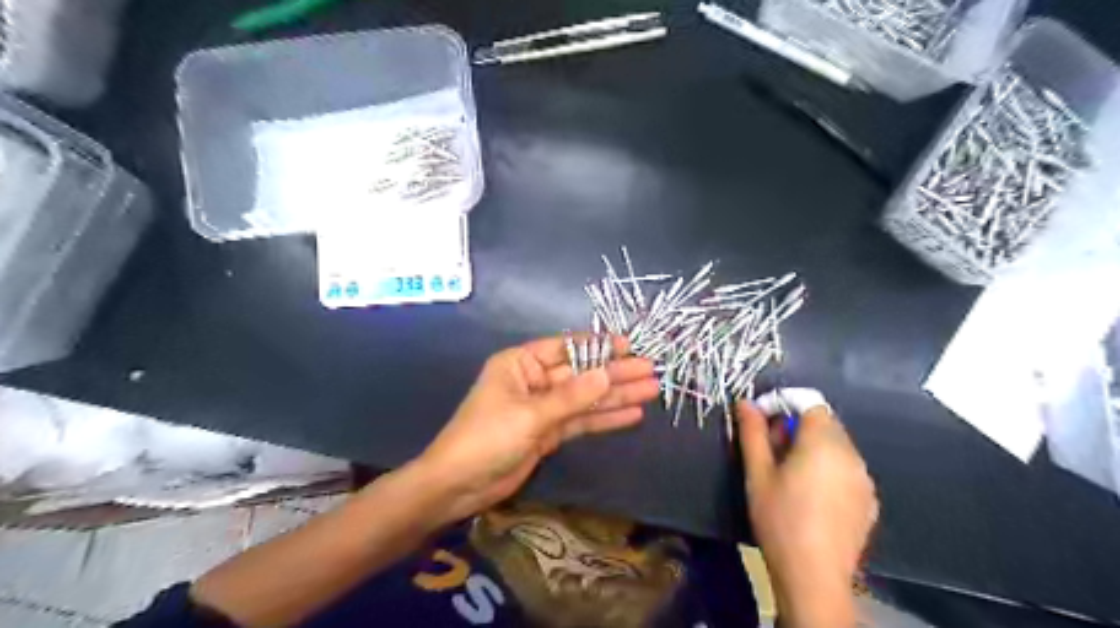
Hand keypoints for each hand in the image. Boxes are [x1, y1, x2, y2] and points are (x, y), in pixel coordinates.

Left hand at [415, 336, 656, 522]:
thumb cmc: (486, 438)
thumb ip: (571, 396)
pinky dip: (604, 418)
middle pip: (581, 374)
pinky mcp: (548, 432)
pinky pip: (580, 421)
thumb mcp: (530, 414)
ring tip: (651, 390)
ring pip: (585, 398)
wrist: (458, 485)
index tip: (629, 346)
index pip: (566, 348)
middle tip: (650, 370)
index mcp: (520, 363)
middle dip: (615, 373)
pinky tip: (631, 414)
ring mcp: (543, 408)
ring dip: (616, 395)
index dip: (598, 346)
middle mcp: (534, 380)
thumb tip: (607, 374)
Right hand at [741, 401, 878, 625]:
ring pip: (836, 445)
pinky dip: (828, 467)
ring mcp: (864, 478)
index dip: (783, 404)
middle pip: (824, 422)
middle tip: (770, 449)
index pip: (810, 402)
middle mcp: (851, 454)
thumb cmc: (779, 519)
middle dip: (796, 426)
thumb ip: (753, 433)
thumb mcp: (758, 473)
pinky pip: (847, 468)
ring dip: (812, 446)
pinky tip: (810, 494)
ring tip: (788, 472)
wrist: (814, 577)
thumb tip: (746, 403)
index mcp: (823, 443)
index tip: (761, 421)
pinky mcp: (869, 500)